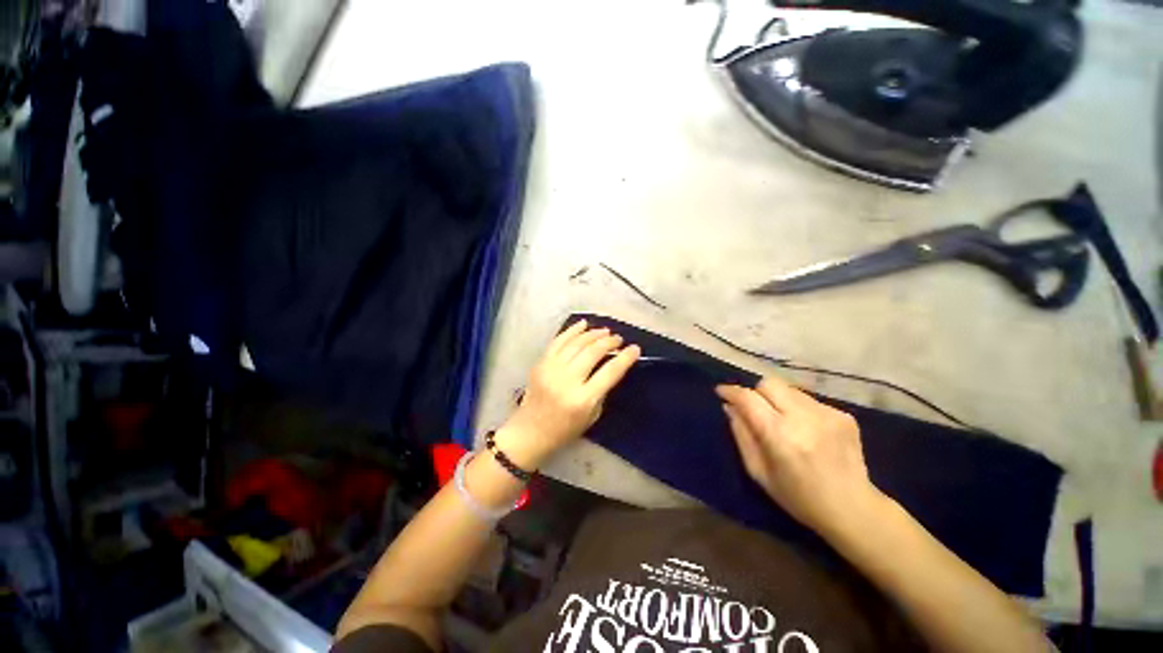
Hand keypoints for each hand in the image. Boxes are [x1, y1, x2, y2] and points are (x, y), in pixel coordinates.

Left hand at [496, 320, 640, 469]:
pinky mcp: (540, 364)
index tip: (635, 348)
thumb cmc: (564, 429)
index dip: (625, 358)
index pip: (609, 373)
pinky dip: (572, 330)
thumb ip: (602, 390)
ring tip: (605, 331)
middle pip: (592, 353)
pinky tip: (583, 324)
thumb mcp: (592, 416)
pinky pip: (558, 341)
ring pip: (576, 343)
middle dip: (609, 342)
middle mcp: (566, 381)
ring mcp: (551, 370)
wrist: (529, 431)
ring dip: (593, 334)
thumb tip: (611, 365)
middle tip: (618, 338)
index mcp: (582, 399)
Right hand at [717, 377, 885, 538]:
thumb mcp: (759, 472)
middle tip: (756, 410)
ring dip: (779, 400)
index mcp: (780, 436)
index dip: (731, 391)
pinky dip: (799, 409)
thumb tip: (729, 407)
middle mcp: (804, 418)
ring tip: (784, 422)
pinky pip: (809, 400)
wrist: (854, 509)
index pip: (748, 398)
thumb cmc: (798, 497)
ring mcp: (827, 414)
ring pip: (789, 389)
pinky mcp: (844, 415)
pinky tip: (807, 430)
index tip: (721, 391)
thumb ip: (741, 435)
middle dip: (756, 393)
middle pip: (769, 383)